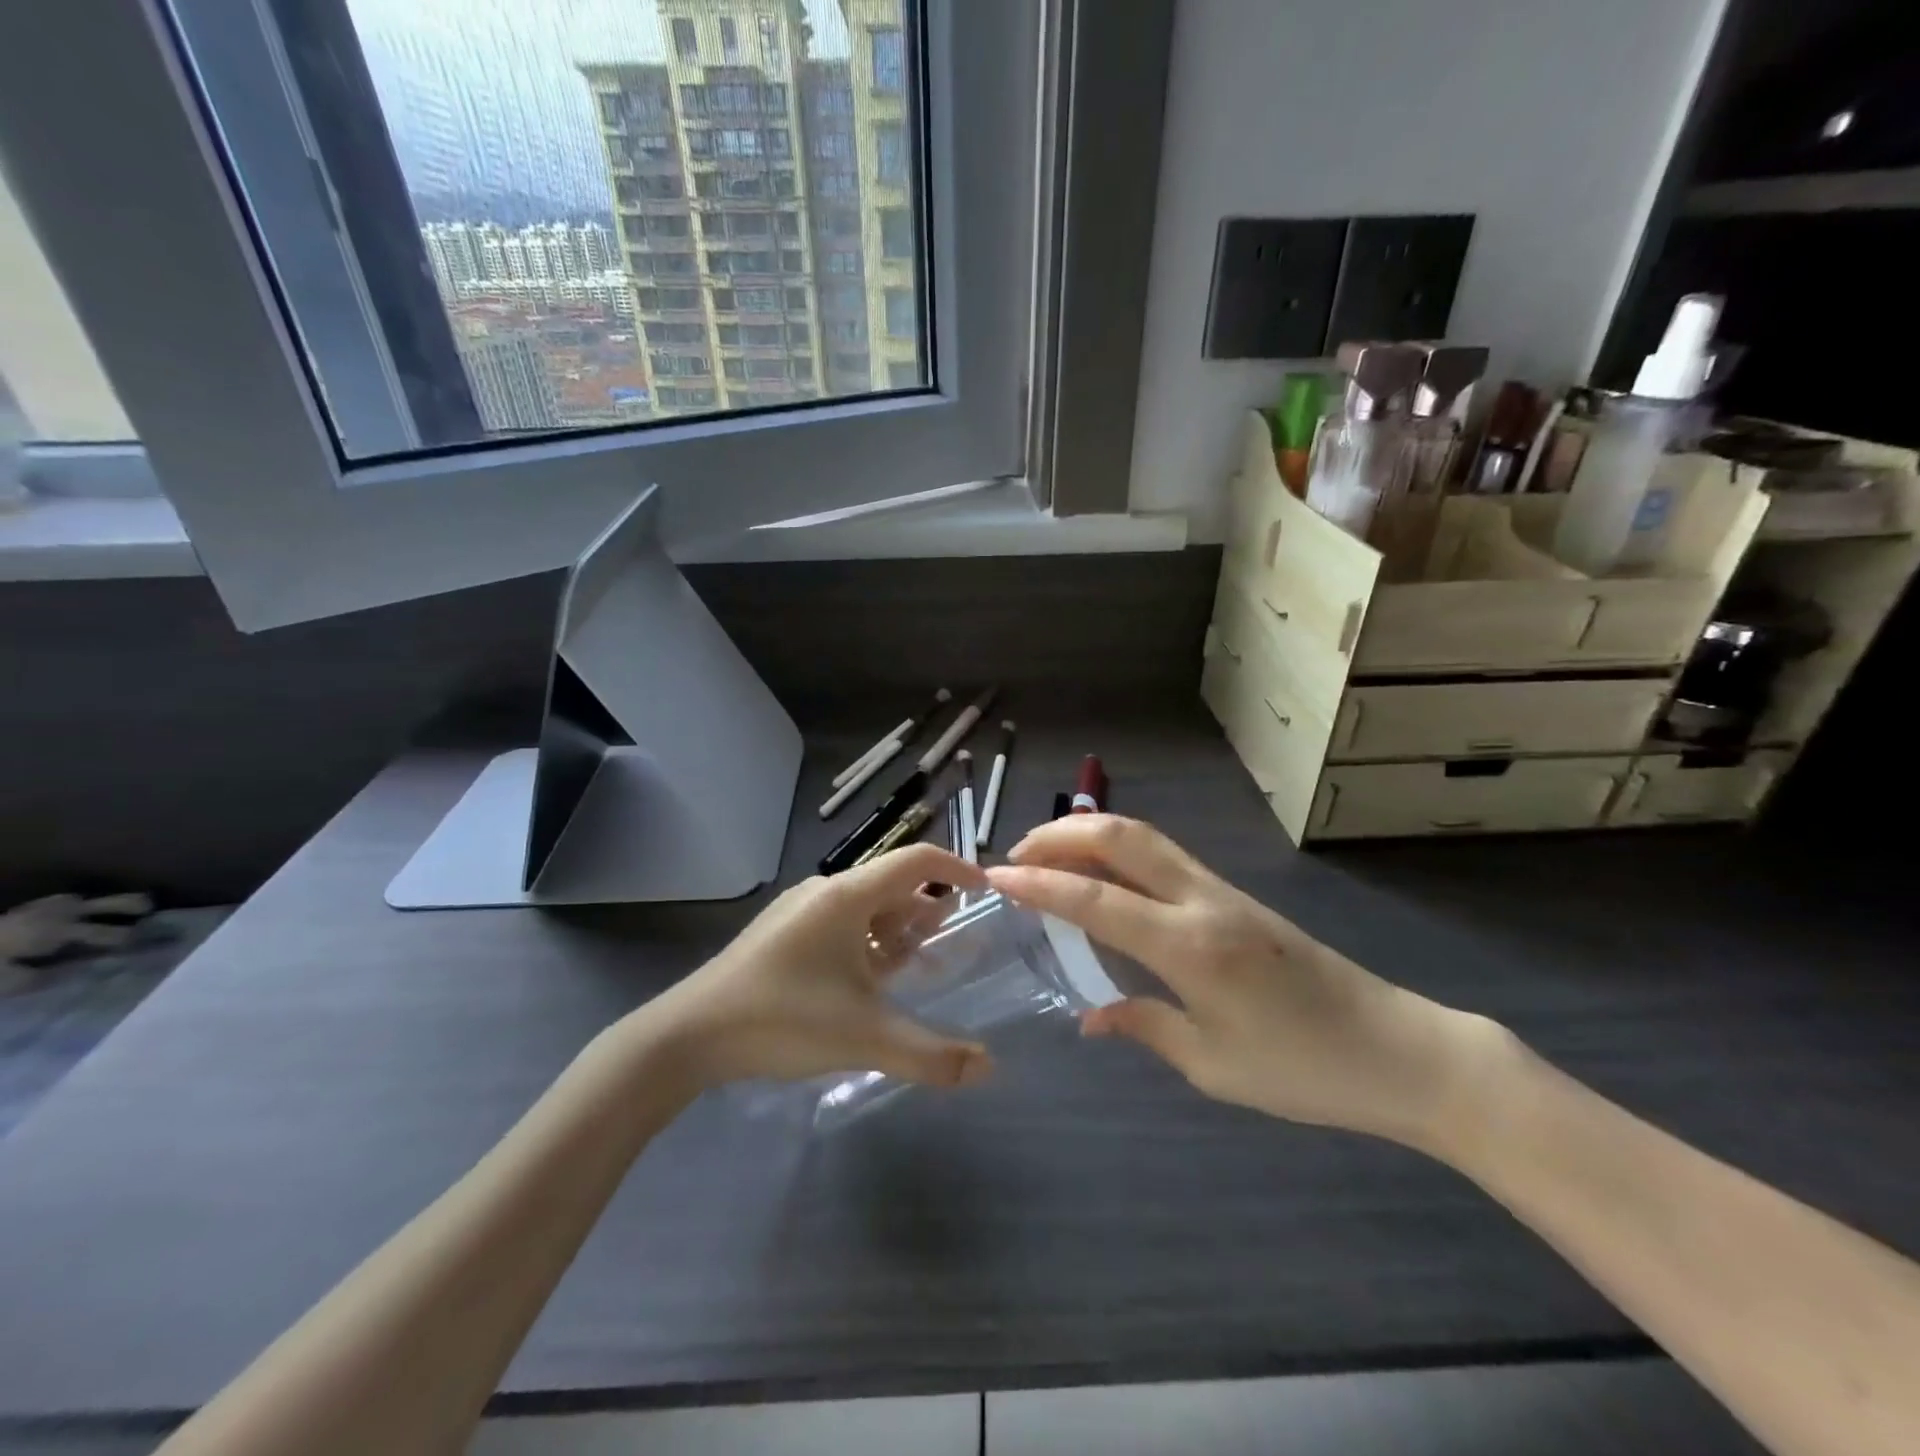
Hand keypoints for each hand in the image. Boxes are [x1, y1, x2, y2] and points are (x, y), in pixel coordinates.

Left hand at [651, 845, 997, 1092]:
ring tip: (914, 964)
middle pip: (891, 886)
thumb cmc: (784, 1019)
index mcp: (848, 896)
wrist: (689, 1035)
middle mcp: (825, 892)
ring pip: (864, 907)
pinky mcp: (780, 934)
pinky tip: (866, 981)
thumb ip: (931, 1055)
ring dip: (895, 928)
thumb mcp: (865, 1038)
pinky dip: (866, 942)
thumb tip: (989, 1068)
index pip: (916, 861)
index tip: (984, 890)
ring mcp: (798, 911)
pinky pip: (839, 924)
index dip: (956, 868)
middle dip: (926, 910)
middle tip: (950, 942)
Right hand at [985, 817, 1507, 1149]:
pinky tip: (1103, 874)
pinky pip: (1164, 855)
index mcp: (1189, 947)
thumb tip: (1090, 1015)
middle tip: (1016, 854)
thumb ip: (1146, 1027)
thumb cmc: (1305, 1070)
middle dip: (1060, 834)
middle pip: (1120, 837)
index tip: (995, 877)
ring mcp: (1222, 890)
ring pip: (1143, 836)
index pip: (1095, 899)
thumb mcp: (1215, 1066)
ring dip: (1088, 833)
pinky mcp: (1235, 894)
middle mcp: (1201, 901)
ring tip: (1047, 854)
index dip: (1039, 884)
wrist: (1400, 1048)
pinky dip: (1119, 849)